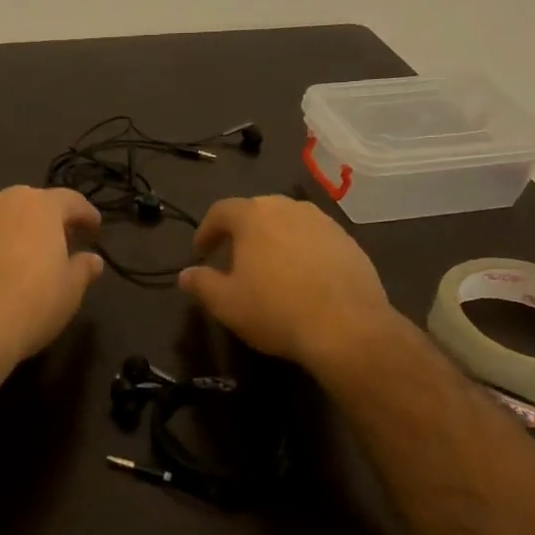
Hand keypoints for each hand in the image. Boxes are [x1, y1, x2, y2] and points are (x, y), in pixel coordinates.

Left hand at [0, 186, 104, 368]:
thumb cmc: (31, 304)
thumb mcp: (71, 290)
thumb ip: (84, 268)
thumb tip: (92, 260)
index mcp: (40, 206)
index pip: (71, 200)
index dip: (87, 214)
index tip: (95, 229)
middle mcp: (3, 203)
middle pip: (34, 203)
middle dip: (51, 219)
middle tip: (64, 241)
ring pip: (5, 218)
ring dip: (21, 230)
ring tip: (31, 255)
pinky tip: (2, 269)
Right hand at [178, 196, 400, 372]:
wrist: (347, 327)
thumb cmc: (275, 310)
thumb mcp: (226, 303)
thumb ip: (201, 283)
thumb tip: (185, 274)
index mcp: (254, 216)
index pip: (221, 211)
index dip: (206, 231)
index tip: (201, 253)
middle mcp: (289, 208)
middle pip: (257, 211)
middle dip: (241, 232)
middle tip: (233, 258)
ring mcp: (324, 222)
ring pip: (289, 223)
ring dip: (274, 239)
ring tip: (269, 268)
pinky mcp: (349, 242)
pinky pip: (315, 239)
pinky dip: (302, 251)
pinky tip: (302, 278)